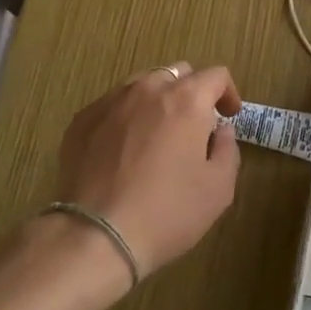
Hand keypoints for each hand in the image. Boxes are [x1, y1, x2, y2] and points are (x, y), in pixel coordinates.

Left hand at [53, 63, 242, 279]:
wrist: (96, 235)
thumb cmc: (167, 212)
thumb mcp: (218, 188)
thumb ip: (228, 149)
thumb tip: (220, 130)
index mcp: (186, 100)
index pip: (216, 75)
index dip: (228, 93)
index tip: (228, 117)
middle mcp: (148, 89)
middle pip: (177, 74)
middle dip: (192, 93)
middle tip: (194, 127)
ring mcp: (110, 102)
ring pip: (142, 85)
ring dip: (157, 101)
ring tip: (156, 136)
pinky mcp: (82, 120)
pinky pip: (112, 106)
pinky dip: (126, 117)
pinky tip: (123, 150)